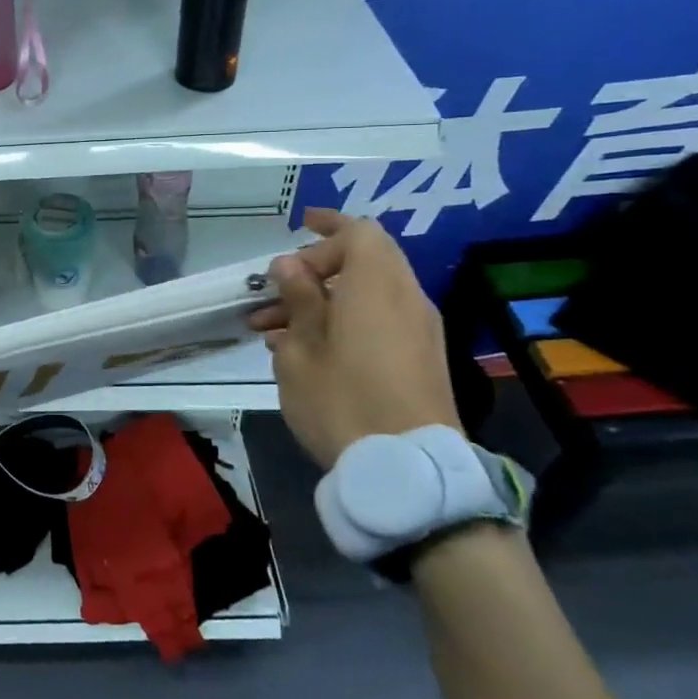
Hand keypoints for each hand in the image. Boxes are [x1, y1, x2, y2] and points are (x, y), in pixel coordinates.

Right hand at [248, 208, 461, 469]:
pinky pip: (382, 318)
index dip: (327, 227)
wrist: (408, 471)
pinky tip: (307, 351)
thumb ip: (298, 299)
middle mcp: (406, 298)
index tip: (295, 232)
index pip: (359, 232)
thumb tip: (290, 265)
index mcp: (376, 286)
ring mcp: (420, 330)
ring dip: (325, 299)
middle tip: (277, 289)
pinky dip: (347, 320)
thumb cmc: (342, 402)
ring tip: (274, 329)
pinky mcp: (423, 358)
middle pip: (368, 260)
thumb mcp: (301, 349)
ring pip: (370, 292)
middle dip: (318, 267)